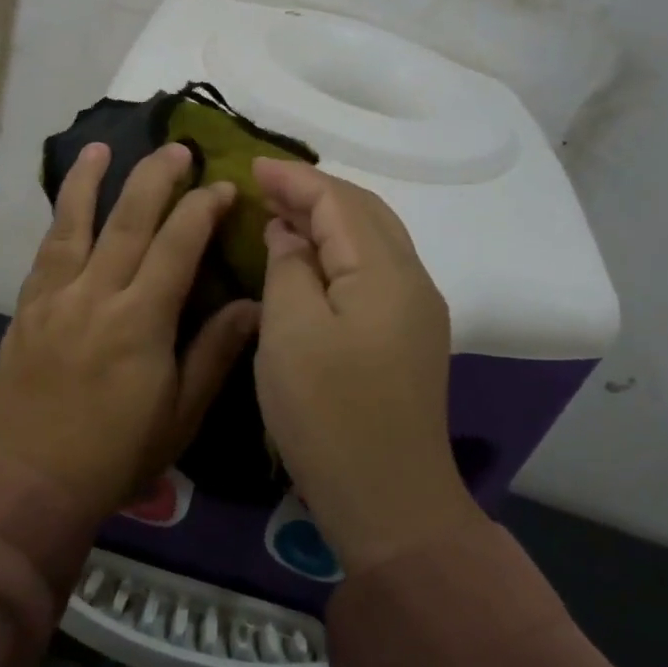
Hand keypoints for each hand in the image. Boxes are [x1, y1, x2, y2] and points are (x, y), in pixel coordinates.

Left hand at [0, 141, 259, 524]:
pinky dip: (58, 219)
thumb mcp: (180, 413)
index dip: (202, 210)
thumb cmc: (116, 453)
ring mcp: (54, 297)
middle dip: (155, 178)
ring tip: (103, 147)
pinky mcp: (26, 307)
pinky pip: (45, 251)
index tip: (222, 187)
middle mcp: (96, 295)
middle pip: (128, 220)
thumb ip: (214, 351)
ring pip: (74, 223)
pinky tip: (67, 201)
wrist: (29, 480)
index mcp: (140, 321)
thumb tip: (255, 304)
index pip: (177, 246)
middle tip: (176, 149)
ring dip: (90, 180)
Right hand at [252, 159, 473, 571]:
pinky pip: (373, 269)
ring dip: (328, 219)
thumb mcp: (290, 331)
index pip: (338, 202)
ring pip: (372, 239)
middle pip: (364, 212)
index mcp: (384, 272)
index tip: (251, 166)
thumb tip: (291, 235)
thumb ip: (289, 267)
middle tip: (264, 188)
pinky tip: (310, 260)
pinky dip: (340, 250)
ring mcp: (416, 310)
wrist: (388, 501)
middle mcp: (412, 280)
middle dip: (314, 192)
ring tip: (281, 214)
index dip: (294, 179)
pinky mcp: (408, 336)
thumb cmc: (328, 412)